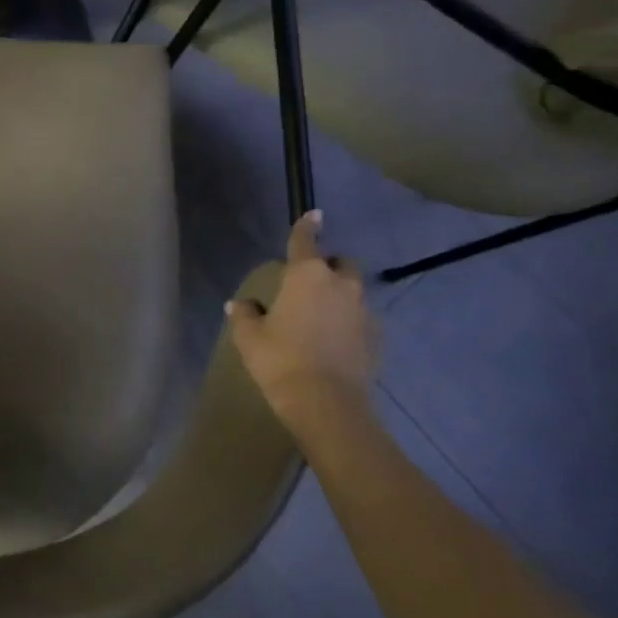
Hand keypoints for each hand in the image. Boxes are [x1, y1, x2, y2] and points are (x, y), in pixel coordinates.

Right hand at [229, 211, 376, 426]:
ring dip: (338, 295)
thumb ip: (245, 315)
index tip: (313, 214)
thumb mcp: (249, 337)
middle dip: (328, 266)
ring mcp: (363, 311)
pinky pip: (360, 318)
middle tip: (308, 283)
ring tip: (319, 315)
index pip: (306, 242)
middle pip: (340, 263)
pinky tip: (332, 340)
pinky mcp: (376, 337)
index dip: (307, 226)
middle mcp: (340, 285)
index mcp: (307, 276)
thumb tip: (241, 305)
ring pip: (352, 291)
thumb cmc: (280, 360)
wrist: (327, 403)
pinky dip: (347, 321)